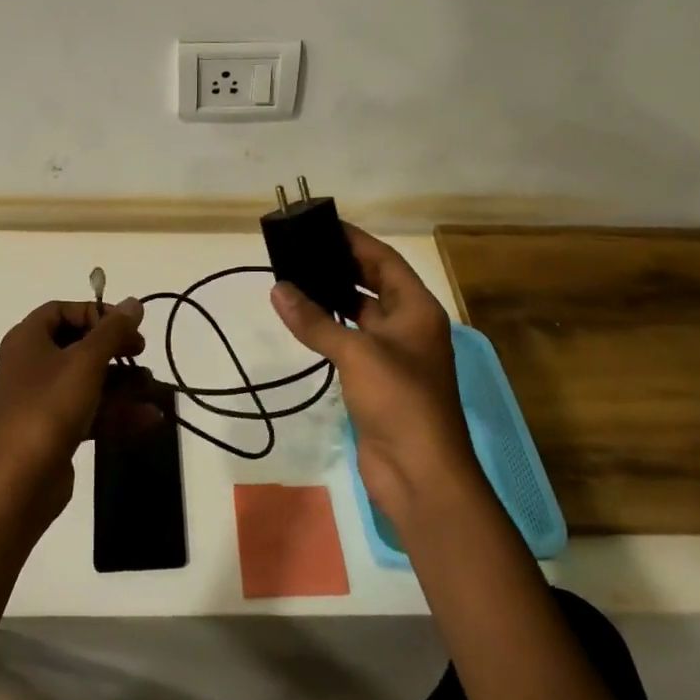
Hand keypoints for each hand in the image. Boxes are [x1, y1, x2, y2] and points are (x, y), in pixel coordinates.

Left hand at [0, 298, 144, 520]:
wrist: (20, 481)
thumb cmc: (50, 407)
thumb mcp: (87, 361)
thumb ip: (113, 330)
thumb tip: (134, 302)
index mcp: (27, 339)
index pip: (62, 310)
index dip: (95, 314)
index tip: (125, 327)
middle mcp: (30, 364)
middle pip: (77, 345)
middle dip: (114, 349)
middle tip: (141, 353)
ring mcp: (41, 400)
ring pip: (87, 380)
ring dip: (122, 383)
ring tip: (152, 389)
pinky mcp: (53, 431)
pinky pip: (89, 410)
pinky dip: (116, 412)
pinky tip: (150, 419)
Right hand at [269, 226, 476, 525]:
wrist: (421, 474)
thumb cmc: (400, 401)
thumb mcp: (357, 352)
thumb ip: (316, 320)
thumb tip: (278, 289)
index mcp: (417, 309)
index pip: (385, 261)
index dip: (355, 241)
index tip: (321, 225)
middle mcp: (409, 326)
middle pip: (373, 284)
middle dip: (340, 267)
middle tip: (300, 250)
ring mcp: (394, 355)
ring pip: (360, 314)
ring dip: (332, 298)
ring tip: (294, 279)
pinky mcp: (377, 381)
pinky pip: (351, 343)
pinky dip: (329, 329)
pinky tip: (302, 320)